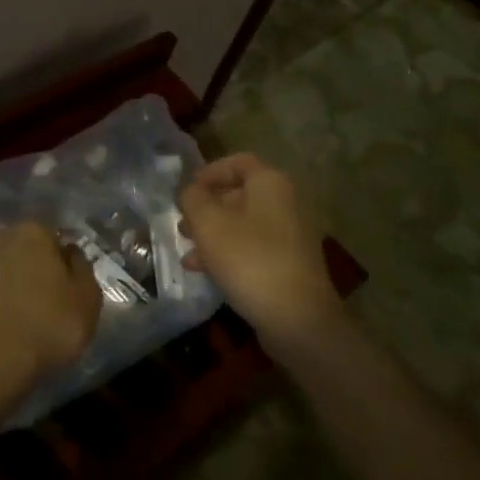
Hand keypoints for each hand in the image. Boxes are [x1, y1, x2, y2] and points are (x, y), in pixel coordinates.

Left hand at [0, 222, 101, 412]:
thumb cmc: (45, 327)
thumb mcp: (87, 301)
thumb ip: (82, 270)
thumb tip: (71, 254)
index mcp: (32, 232)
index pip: (51, 237)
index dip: (59, 262)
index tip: (63, 288)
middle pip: (16, 249)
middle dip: (24, 269)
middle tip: (36, 303)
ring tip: (7, 321)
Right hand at [180, 153, 344, 358]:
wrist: (297, 317)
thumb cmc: (249, 259)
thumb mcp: (209, 224)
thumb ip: (193, 199)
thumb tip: (190, 192)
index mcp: (270, 183)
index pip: (238, 162)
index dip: (209, 172)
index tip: (186, 190)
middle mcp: (286, 202)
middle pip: (240, 194)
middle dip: (207, 208)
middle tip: (183, 223)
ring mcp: (291, 234)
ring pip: (244, 224)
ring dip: (213, 234)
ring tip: (187, 251)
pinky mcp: (289, 263)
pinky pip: (253, 248)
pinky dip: (229, 253)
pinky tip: (205, 272)